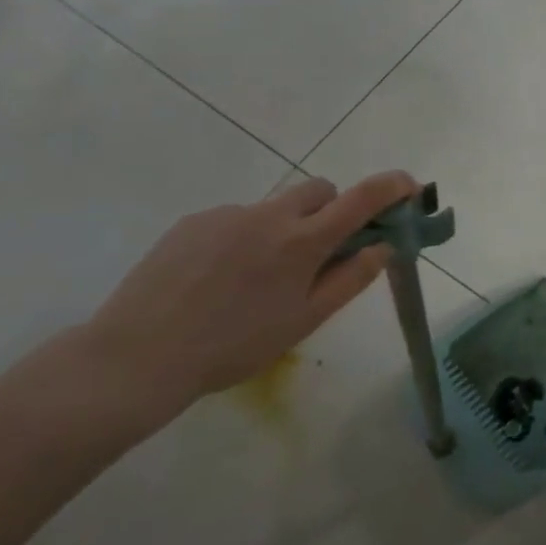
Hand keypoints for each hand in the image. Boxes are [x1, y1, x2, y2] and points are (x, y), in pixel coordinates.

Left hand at [76, 171, 421, 416]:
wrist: (135, 358)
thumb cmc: (234, 346)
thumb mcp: (305, 320)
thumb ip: (351, 279)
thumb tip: (383, 246)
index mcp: (303, 242)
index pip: (362, 198)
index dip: (392, 186)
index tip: (409, 188)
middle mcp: (269, 216)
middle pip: (320, 190)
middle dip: (333, 209)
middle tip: (323, 250)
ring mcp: (228, 215)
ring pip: (276, 206)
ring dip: (287, 227)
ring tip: (258, 277)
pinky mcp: (193, 222)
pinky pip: (237, 218)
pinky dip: (246, 237)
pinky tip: (219, 279)